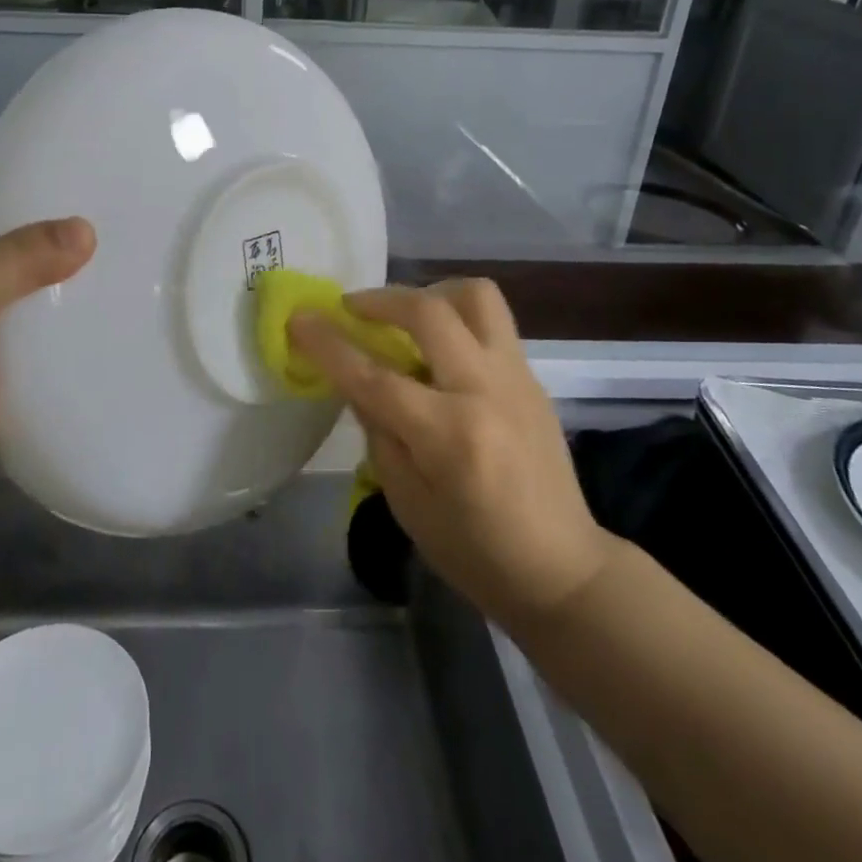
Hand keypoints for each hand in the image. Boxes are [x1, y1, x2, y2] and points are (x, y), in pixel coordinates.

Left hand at [0, 180, 94, 499]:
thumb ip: (19, 258)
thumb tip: (88, 229)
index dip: (20, 183)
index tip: (79, 173)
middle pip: (9, 245)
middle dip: (55, 235)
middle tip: (120, 216)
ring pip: (27, 295)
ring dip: (65, 286)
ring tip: (128, 260)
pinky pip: (38, 341)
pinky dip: (66, 332)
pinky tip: (113, 315)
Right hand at [288, 281, 612, 630]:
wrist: (563, 568)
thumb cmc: (475, 551)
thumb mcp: (409, 505)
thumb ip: (379, 434)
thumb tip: (357, 383)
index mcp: (448, 435)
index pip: (374, 376)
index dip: (329, 344)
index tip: (299, 317)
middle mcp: (484, 390)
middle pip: (428, 311)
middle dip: (379, 299)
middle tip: (352, 308)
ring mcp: (516, 376)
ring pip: (475, 295)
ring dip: (430, 293)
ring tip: (405, 316)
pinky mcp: (532, 376)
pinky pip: (492, 320)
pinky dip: (456, 315)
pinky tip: (439, 348)